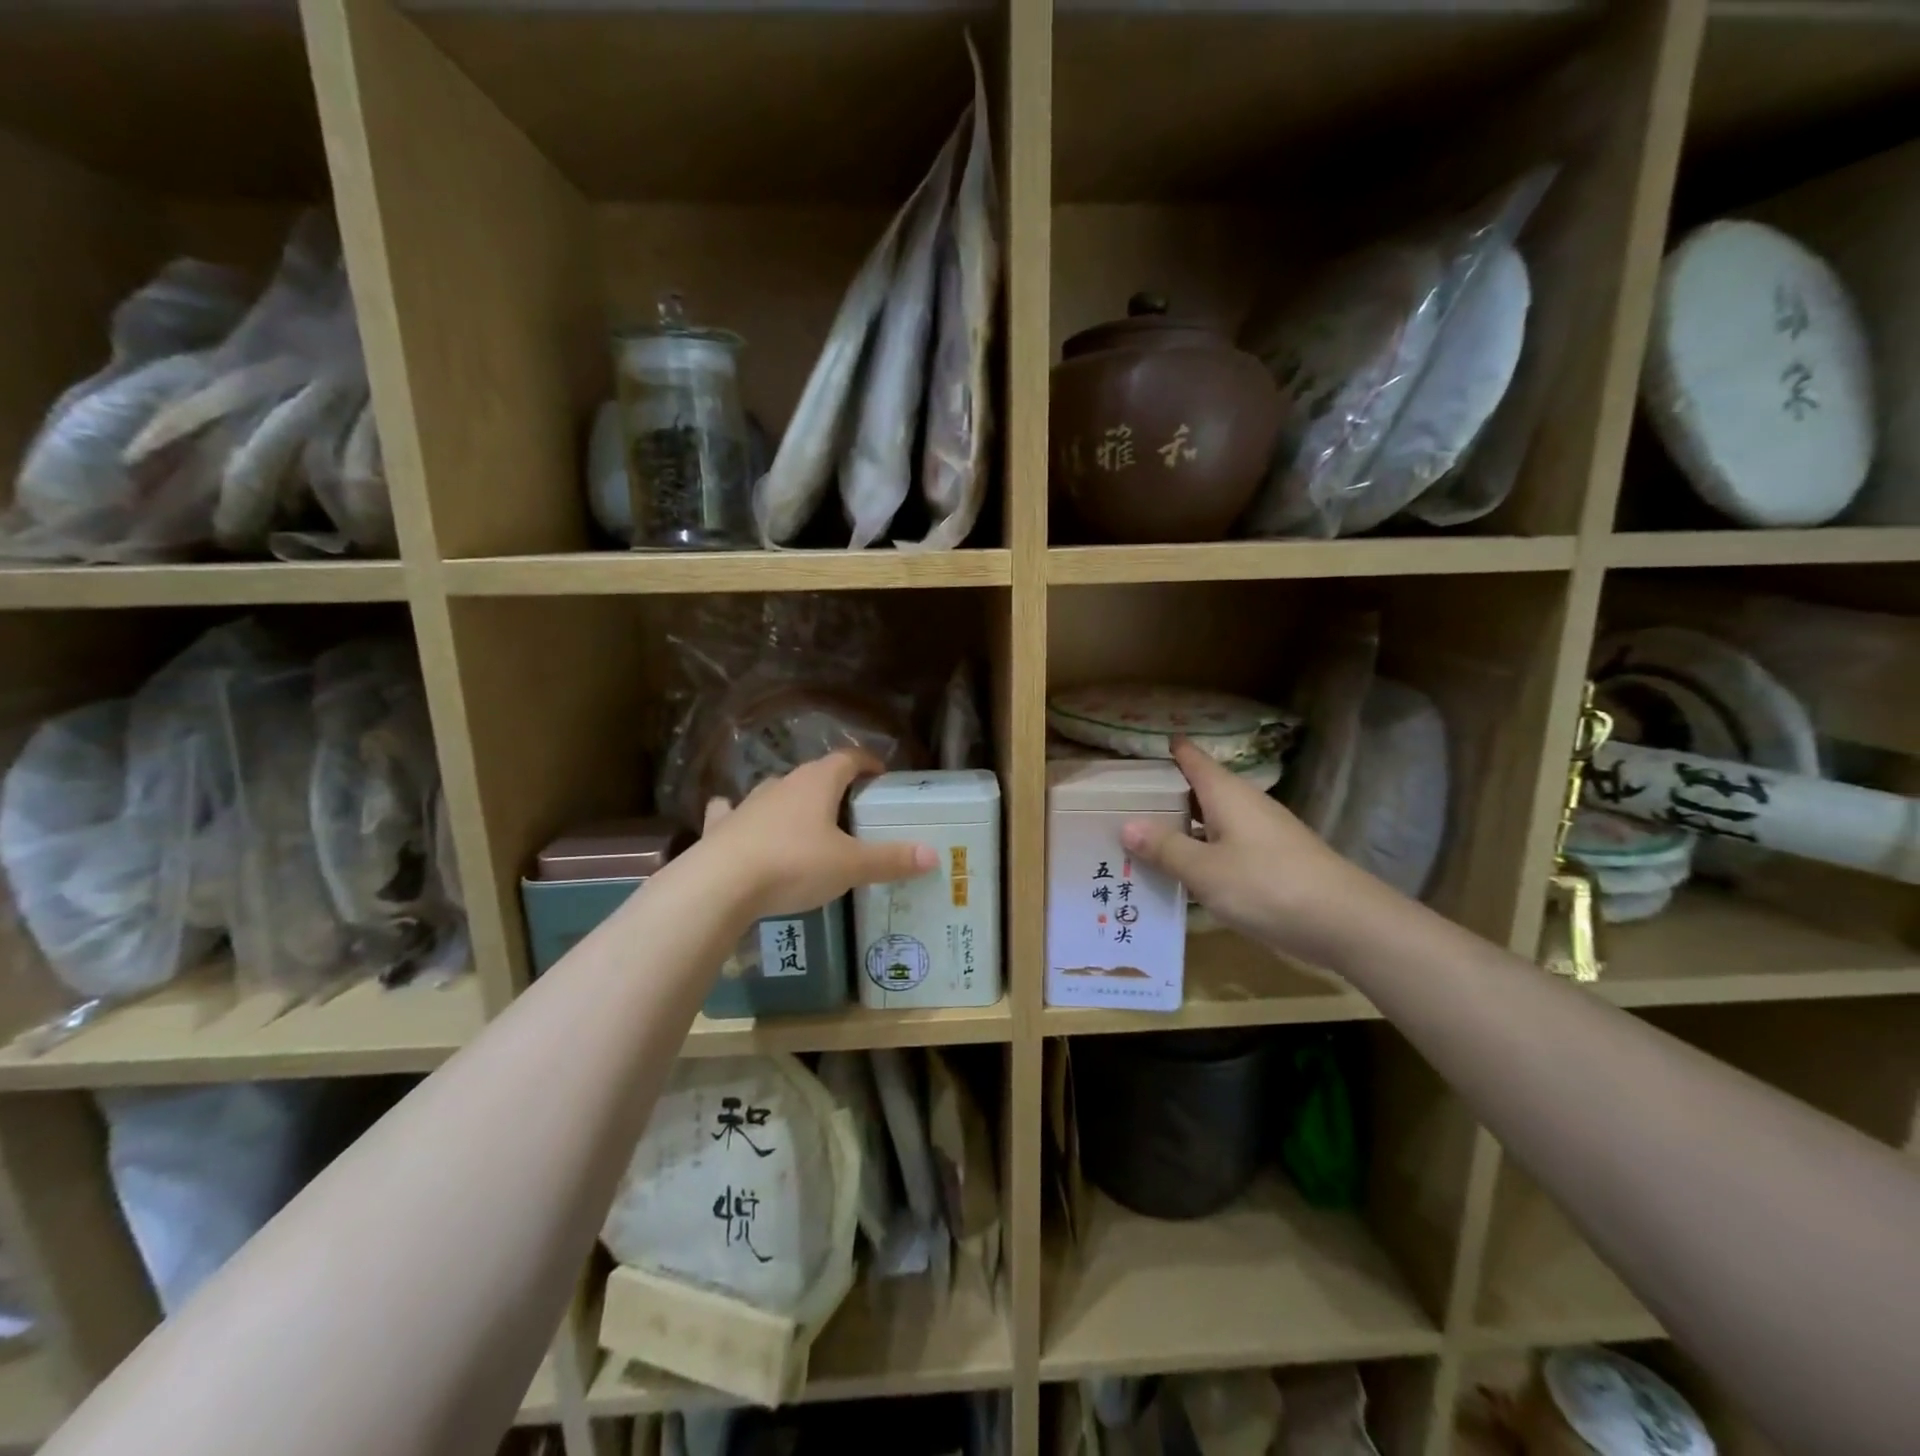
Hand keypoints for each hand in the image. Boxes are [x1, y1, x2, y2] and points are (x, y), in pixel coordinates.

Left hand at [696, 750, 936, 922]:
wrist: (720, 885)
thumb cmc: (794, 865)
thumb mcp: (851, 866)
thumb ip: (891, 859)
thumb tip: (933, 854)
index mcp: (817, 783)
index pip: (849, 758)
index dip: (868, 763)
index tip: (881, 776)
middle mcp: (782, 783)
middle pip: (813, 775)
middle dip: (833, 787)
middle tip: (850, 810)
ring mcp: (748, 803)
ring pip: (775, 792)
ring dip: (791, 801)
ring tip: (805, 821)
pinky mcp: (721, 826)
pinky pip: (731, 812)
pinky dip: (739, 815)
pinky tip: (738, 820)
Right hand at [1119, 739, 1398, 971]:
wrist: (1345, 923)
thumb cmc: (1267, 885)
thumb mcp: (1205, 870)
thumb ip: (1165, 848)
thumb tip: (1126, 825)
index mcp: (1226, 793)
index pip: (1192, 758)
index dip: (1168, 750)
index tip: (1136, 751)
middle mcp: (1245, 804)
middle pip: (1199, 789)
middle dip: (1164, 795)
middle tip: (1121, 804)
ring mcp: (1262, 833)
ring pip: (1212, 820)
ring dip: (1182, 828)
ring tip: (1142, 841)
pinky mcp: (1273, 861)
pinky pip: (1226, 846)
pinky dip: (1202, 852)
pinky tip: (1184, 874)